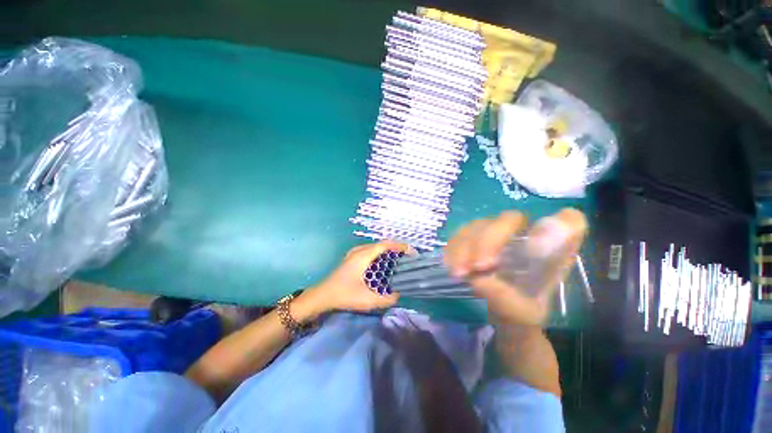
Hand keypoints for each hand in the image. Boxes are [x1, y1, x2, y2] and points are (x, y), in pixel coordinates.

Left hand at [309, 241, 411, 313]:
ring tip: (397, 258)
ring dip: (387, 250)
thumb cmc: (344, 295)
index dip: (399, 246)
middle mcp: (359, 251)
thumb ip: (385, 299)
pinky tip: (382, 262)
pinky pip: (369, 250)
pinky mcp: (351, 257)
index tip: (411, 251)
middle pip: (381, 244)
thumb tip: (398, 295)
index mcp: (363, 256)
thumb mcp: (366, 300)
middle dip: (395, 247)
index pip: (385, 245)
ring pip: (375, 246)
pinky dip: (379, 253)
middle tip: (407, 256)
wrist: (322, 295)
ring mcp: (354, 253)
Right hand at [444, 208, 586, 325]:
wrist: (503, 311)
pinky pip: (460, 234)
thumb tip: (480, 279)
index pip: (570, 223)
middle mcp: (525, 235)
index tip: (538, 244)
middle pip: (509, 218)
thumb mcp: (522, 315)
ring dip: (465, 246)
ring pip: (479, 224)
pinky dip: (454, 249)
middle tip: (478, 267)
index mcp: (551, 251)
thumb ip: (507, 299)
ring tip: (460, 273)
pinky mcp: (476, 238)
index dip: (560, 224)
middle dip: (489, 240)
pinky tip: (452, 267)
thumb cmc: (522, 311)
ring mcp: (498, 234)